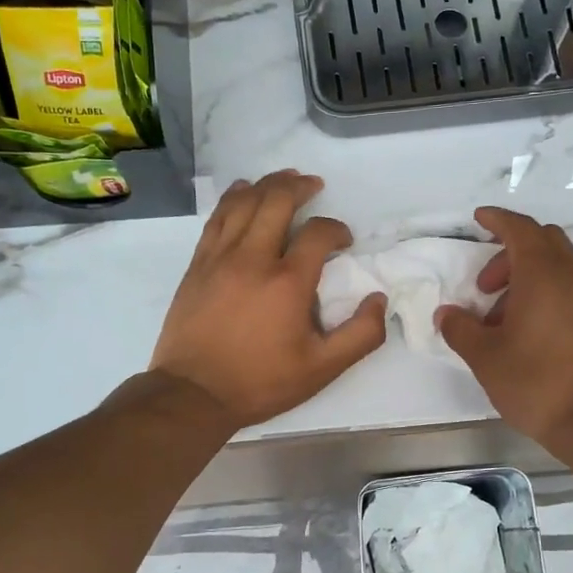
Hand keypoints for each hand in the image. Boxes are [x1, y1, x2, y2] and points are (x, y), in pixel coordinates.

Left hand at [150, 171, 386, 428]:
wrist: (193, 394)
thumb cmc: (261, 382)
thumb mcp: (322, 369)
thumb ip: (360, 335)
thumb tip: (379, 300)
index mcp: (288, 282)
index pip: (318, 233)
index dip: (336, 229)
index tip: (343, 240)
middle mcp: (253, 258)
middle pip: (277, 200)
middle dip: (300, 187)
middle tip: (314, 185)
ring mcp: (219, 257)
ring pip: (243, 202)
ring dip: (267, 184)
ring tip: (283, 179)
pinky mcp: (197, 265)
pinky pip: (217, 218)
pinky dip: (233, 199)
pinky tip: (242, 192)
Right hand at [437, 207, 572, 449]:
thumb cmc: (535, 381)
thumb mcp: (484, 356)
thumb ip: (460, 328)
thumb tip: (447, 314)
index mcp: (543, 274)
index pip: (520, 228)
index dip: (497, 219)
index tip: (478, 219)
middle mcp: (572, 276)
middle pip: (542, 241)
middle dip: (509, 251)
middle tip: (484, 285)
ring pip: (556, 265)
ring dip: (525, 275)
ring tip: (499, 316)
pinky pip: (567, 287)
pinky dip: (543, 291)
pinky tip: (524, 329)